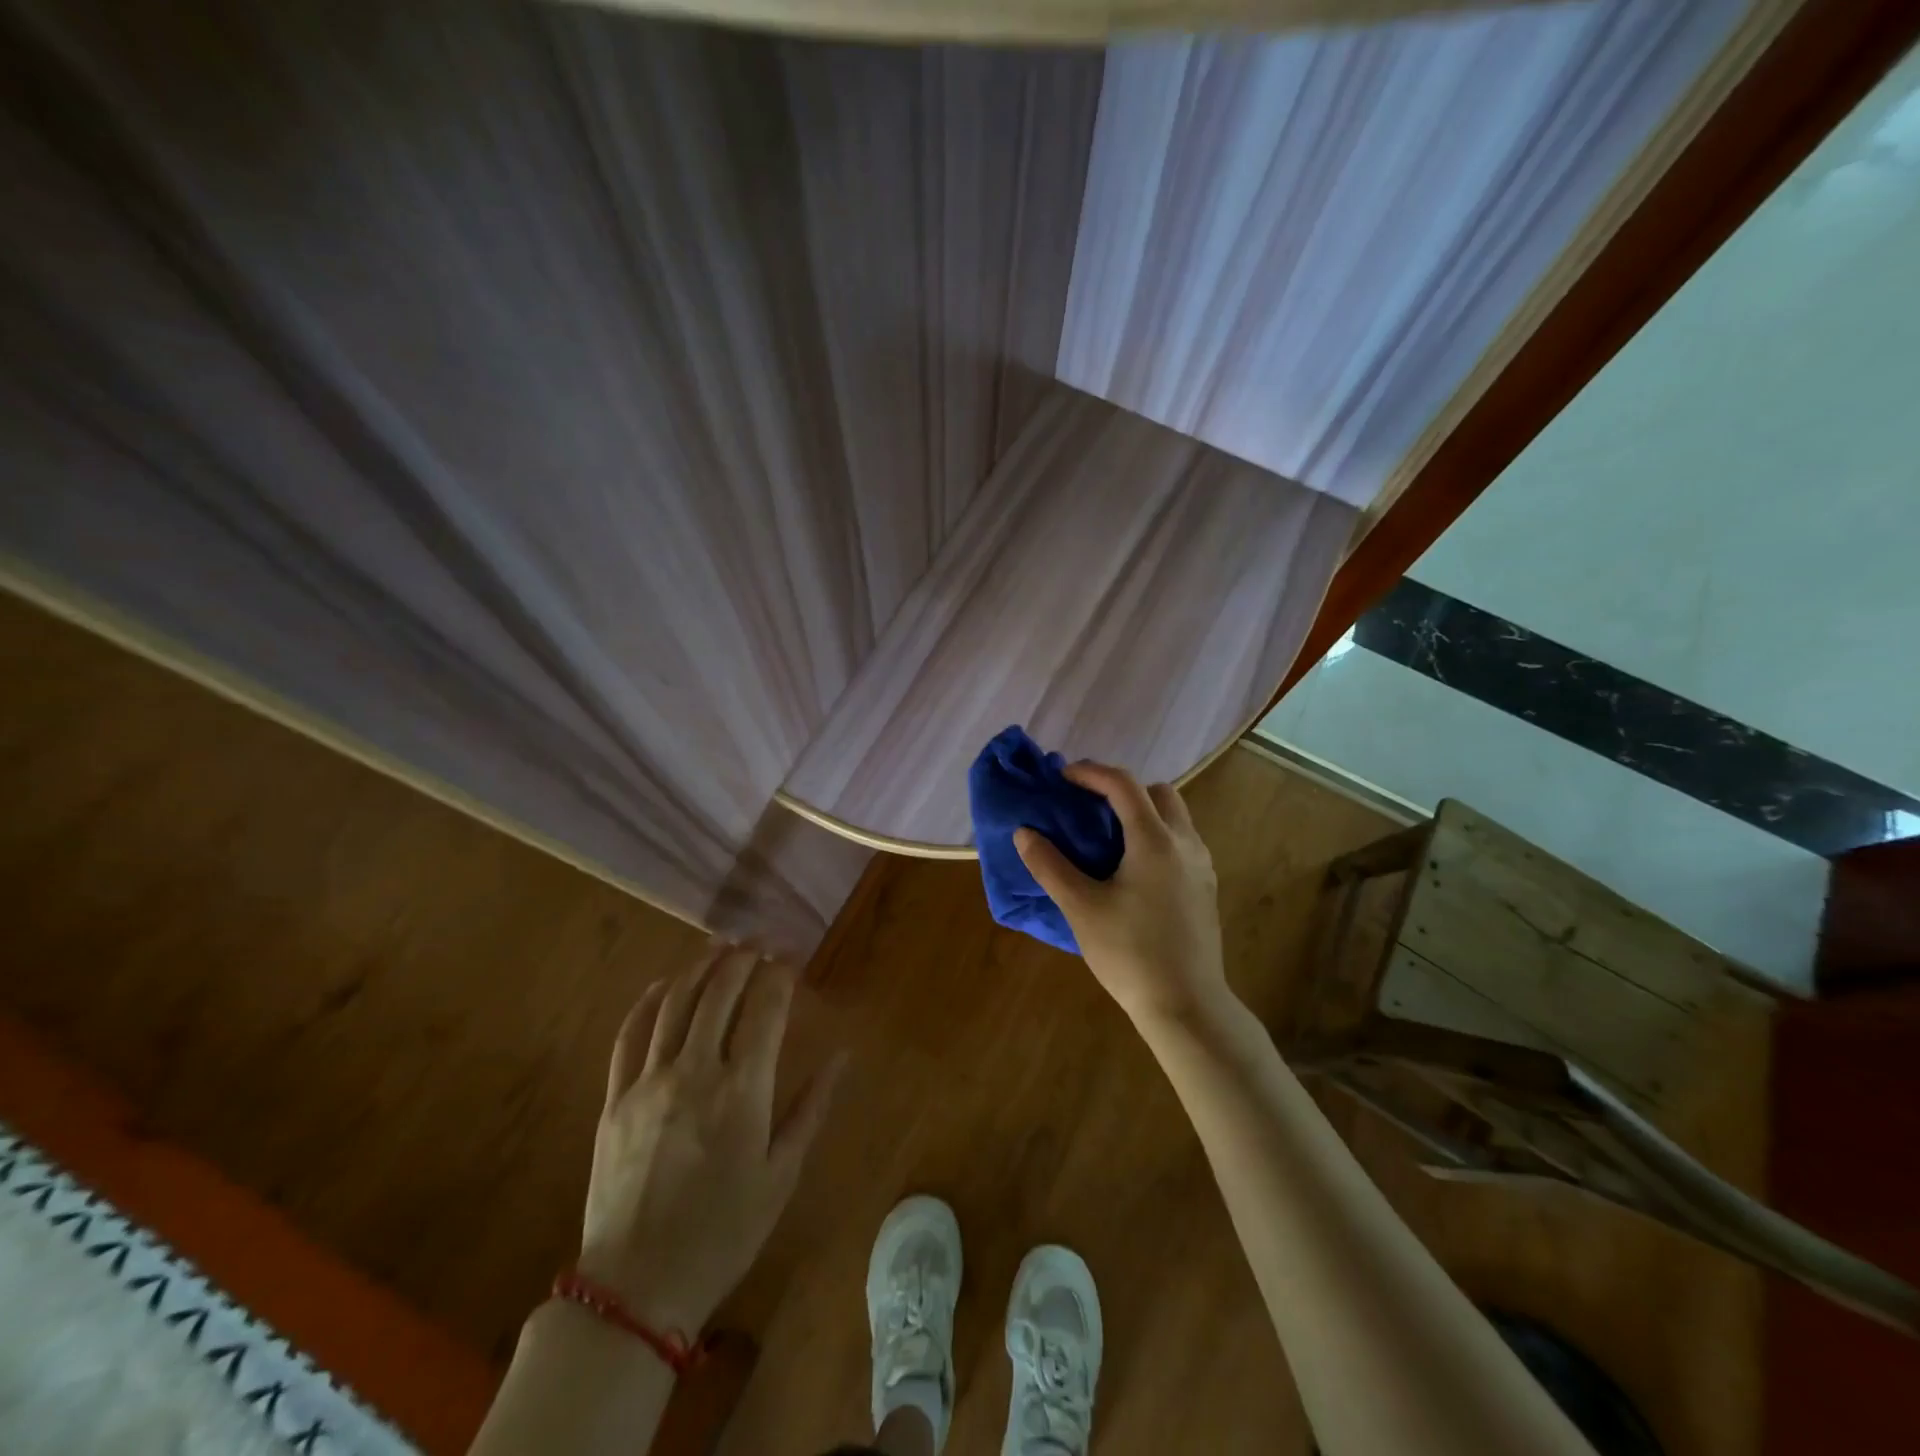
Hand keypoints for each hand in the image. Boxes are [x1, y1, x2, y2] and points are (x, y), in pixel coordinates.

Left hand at [576, 943, 844, 1335]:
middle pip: (719, 992)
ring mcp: (648, 1081)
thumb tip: (842, 1057)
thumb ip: (812, 1108)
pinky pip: (630, 1034)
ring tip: (722, 947)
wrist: (635, 1288)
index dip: (780, 974)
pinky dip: (650, 1000)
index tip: (792, 958)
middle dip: (744, 958)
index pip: (765, 1009)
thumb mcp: (782, 1176)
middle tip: (761, 942)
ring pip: (676, 1002)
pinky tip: (667, 984)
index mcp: (741, 1091)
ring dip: (701, 967)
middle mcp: (694, 1072)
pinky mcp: (615, 1097)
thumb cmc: (723, 1233)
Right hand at [1014, 762, 1230, 1028]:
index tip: (1062, 777)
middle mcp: (1185, 843)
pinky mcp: (1206, 888)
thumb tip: (1025, 833)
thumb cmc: (1130, 954)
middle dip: (1121, 790)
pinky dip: (1155, 836)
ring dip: (1141, 812)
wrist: (1187, 1006)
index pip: (1123, 785)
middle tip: (1088, 807)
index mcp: (1154, 841)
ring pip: (1174, 816)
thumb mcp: (1081, 909)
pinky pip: (1181, 842)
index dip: (1090, 773)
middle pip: (1158, 792)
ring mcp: (1201, 866)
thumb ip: (1050, 866)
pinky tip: (1132, 870)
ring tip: (1107, 837)